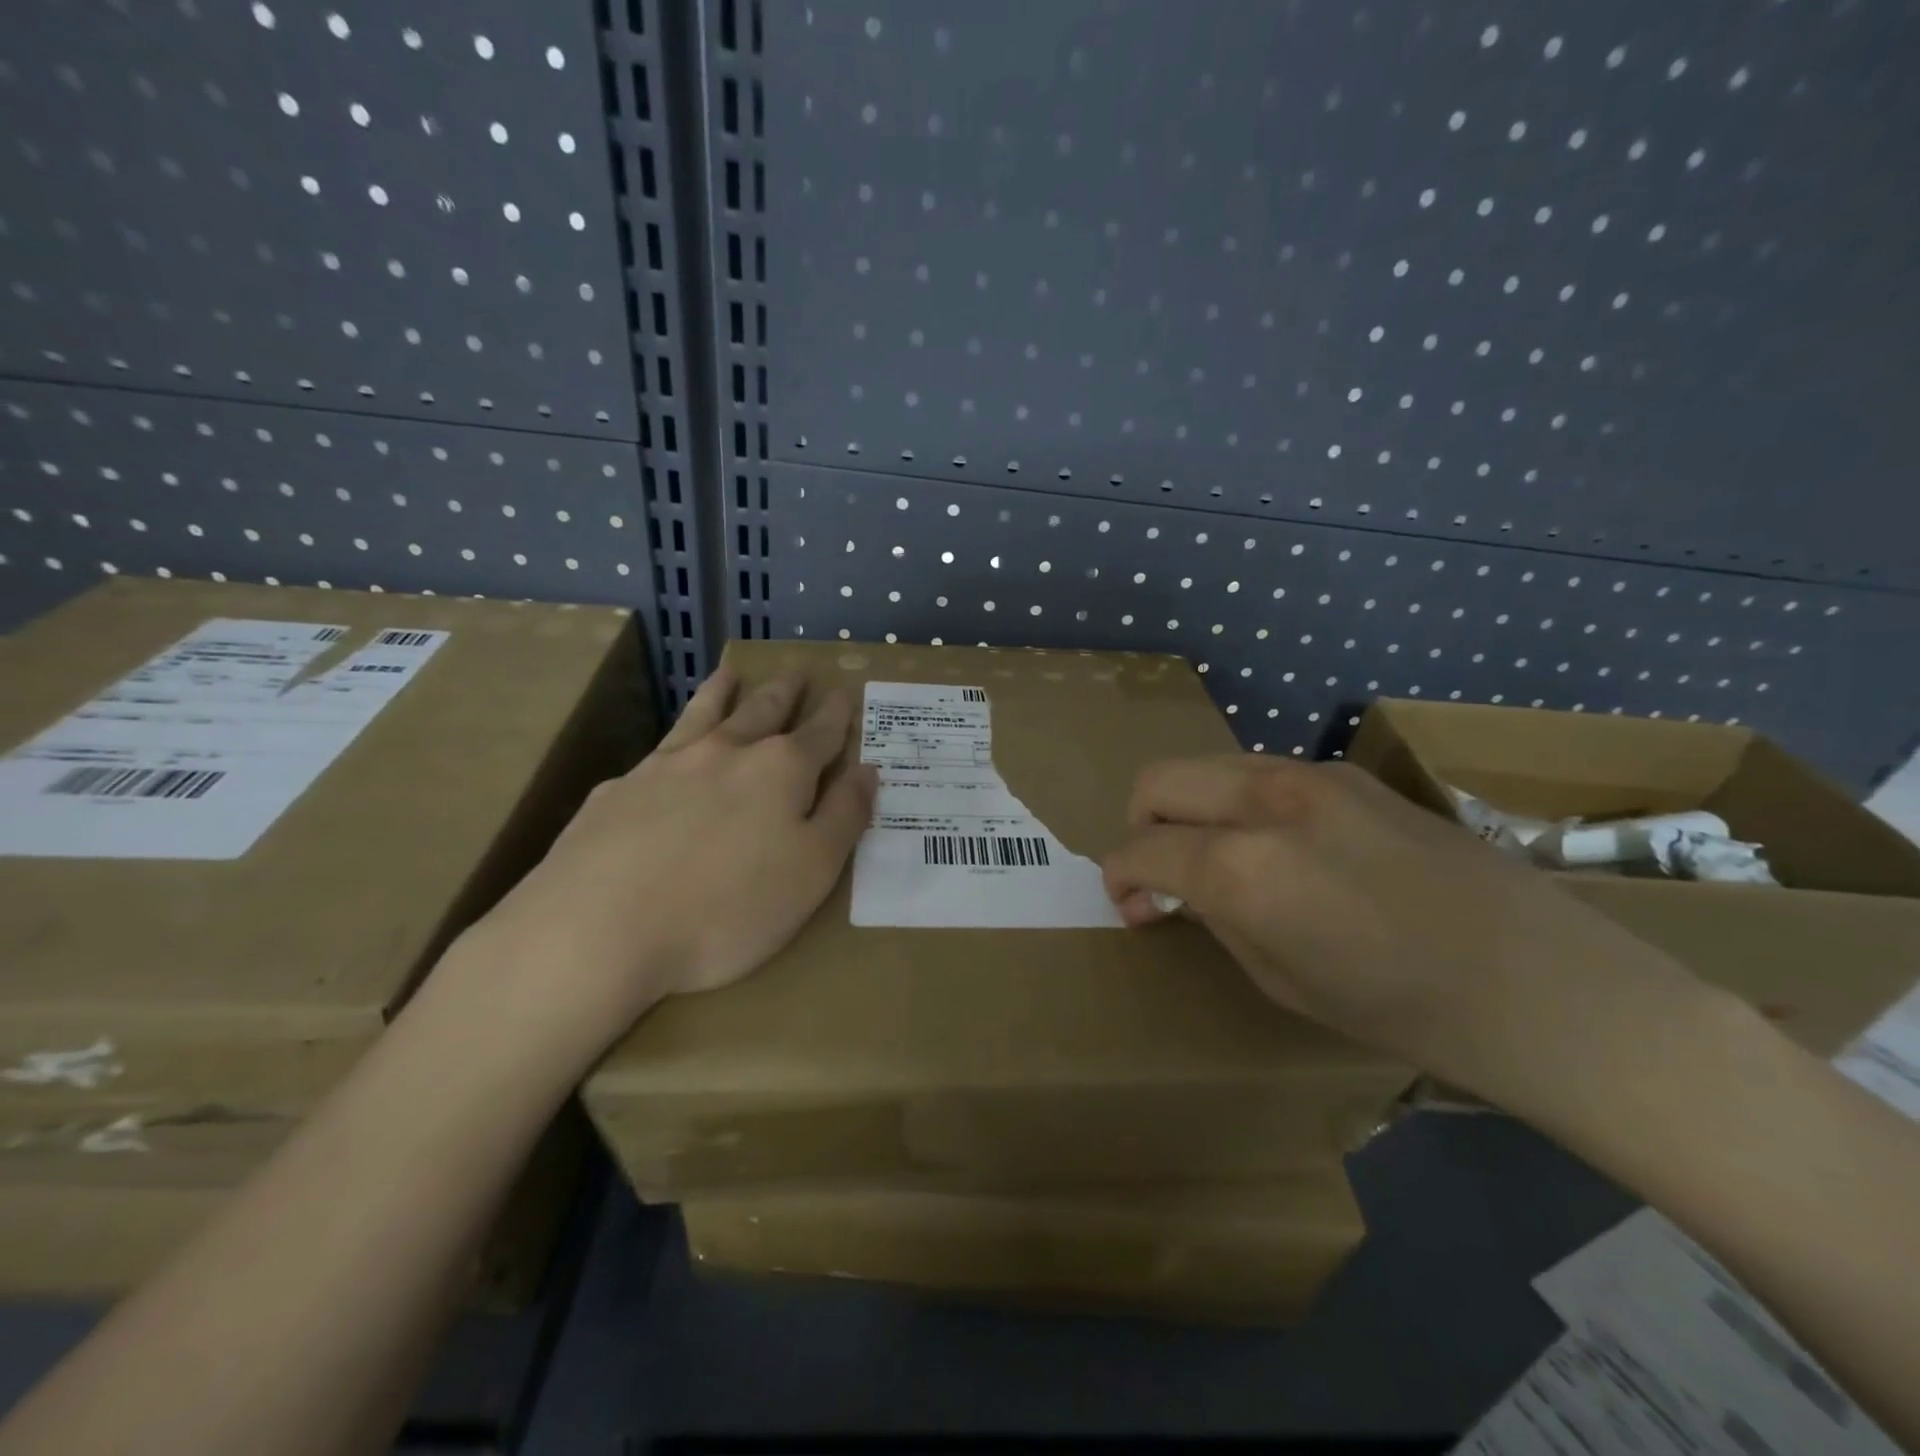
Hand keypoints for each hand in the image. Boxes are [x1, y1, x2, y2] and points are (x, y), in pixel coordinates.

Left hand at [462, 668, 875, 1058]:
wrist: (599, 928)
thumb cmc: (727, 907)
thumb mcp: (812, 871)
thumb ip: (845, 816)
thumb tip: (867, 769)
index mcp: (780, 770)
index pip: (820, 731)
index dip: (837, 712)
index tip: (844, 690)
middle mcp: (725, 753)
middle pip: (763, 710)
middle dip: (785, 691)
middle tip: (796, 672)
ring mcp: (666, 766)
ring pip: (703, 714)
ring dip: (722, 691)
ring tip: (730, 672)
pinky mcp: (619, 791)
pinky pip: (656, 752)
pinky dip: (672, 739)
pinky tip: (666, 753)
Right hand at [1100, 755, 1709, 1109]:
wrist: (1544, 988)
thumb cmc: (1403, 1011)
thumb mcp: (1280, 981)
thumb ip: (1216, 917)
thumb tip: (1179, 889)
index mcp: (1242, 866)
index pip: (1141, 848)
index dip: (1120, 877)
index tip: (1132, 905)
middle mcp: (1266, 801)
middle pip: (1159, 779)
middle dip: (1140, 823)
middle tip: (1161, 872)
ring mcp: (1313, 776)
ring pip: (1209, 766)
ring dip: (1191, 807)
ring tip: (1218, 857)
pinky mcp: (1352, 774)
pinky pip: (1263, 773)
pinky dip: (1241, 802)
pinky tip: (1279, 847)